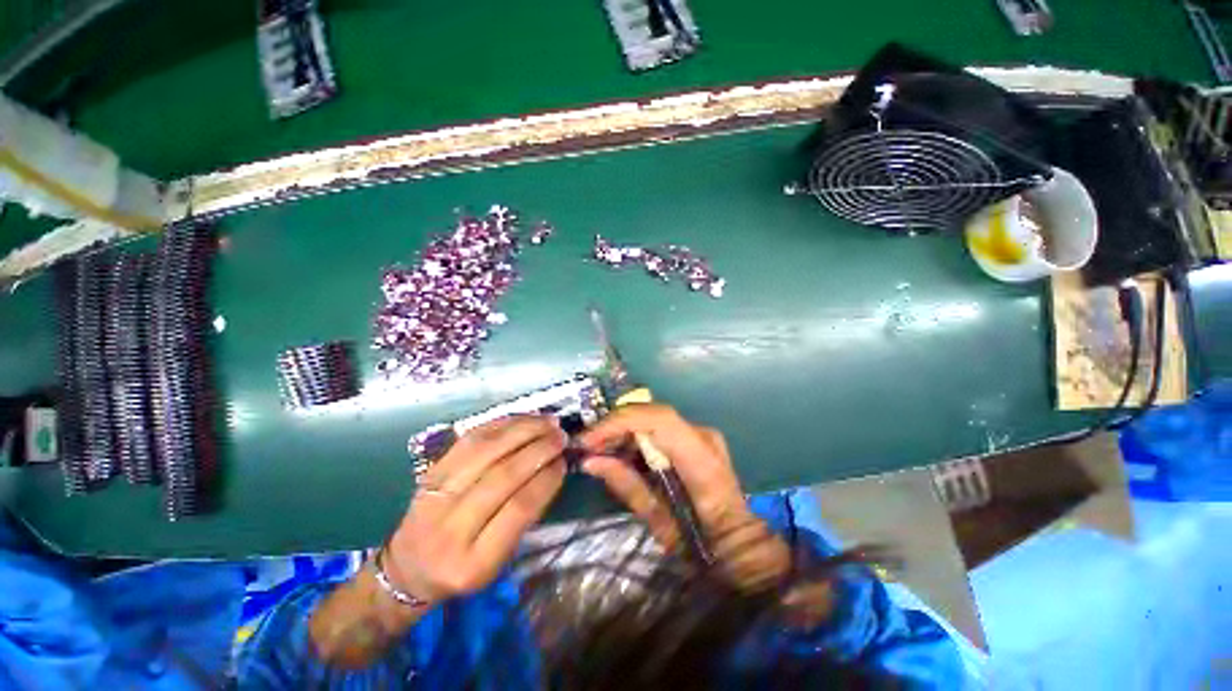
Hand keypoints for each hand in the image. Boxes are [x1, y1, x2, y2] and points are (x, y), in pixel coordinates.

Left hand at [385, 415, 567, 604]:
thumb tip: (554, 466)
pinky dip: (500, 425)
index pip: (519, 509)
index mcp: (474, 563)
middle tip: (561, 436)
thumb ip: (524, 517)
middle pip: (502, 476)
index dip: (546, 479)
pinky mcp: (430, 473)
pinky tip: (521, 420)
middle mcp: (450, 529)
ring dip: (522, 430)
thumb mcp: (498, 561)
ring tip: (547, 422)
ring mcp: (434, 497)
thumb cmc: (464, 566)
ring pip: (485, 450)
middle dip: (539, 449)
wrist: (409, 569)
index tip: (564, 462)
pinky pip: (469, 440)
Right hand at [578, 404, 789, 590]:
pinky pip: (656, 429)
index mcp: (702, 459)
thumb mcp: (661, 523)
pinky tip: (617, 453)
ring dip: (621, 432)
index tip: (589, 439)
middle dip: (614, 427)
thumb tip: (590, 461)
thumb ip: (627, 486)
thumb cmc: (705, 547)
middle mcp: (703, 436)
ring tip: (596, 451)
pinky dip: (633, 438)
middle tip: (586, 447)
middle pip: (650, 415)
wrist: (740, 547)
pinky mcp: (693, 439)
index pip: (659, 419)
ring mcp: (700, 434)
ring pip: (650, 419)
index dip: (620, 421)